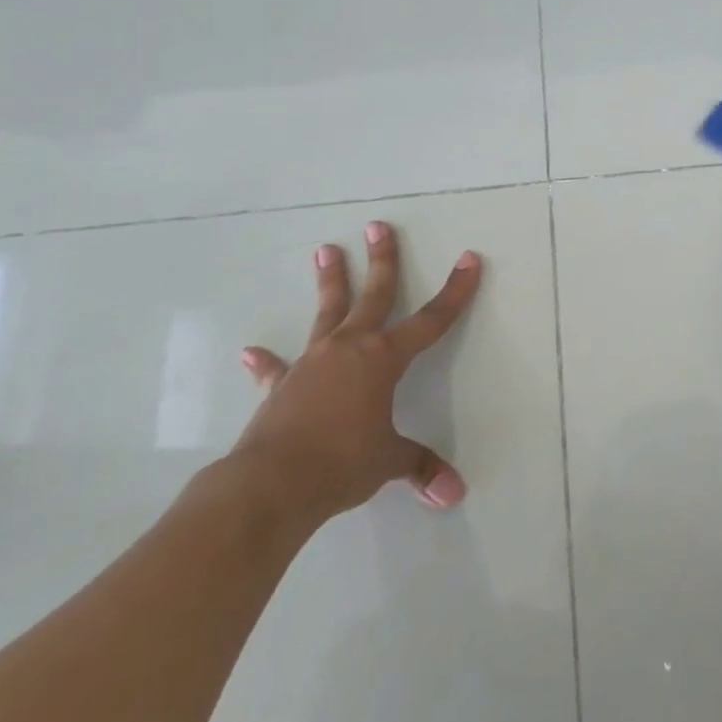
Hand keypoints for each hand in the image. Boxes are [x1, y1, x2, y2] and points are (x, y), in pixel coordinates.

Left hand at [226, 222, 481, 526]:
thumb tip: (453, 494)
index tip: (469, 259)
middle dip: (381, 261)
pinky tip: (252, 351)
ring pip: (327, 313)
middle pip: (373, 295)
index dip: (455, 291)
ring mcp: (312, 363)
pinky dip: (267, 361)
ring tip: (325, 250)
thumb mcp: (388, 461)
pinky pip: (277, 368)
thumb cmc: (341, 463)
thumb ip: (420, 467)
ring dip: (330, 282)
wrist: (271, 484)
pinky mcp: (281, 386)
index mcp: (383, 359)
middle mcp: (350, 348)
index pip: (431, 320)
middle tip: (377, 227)